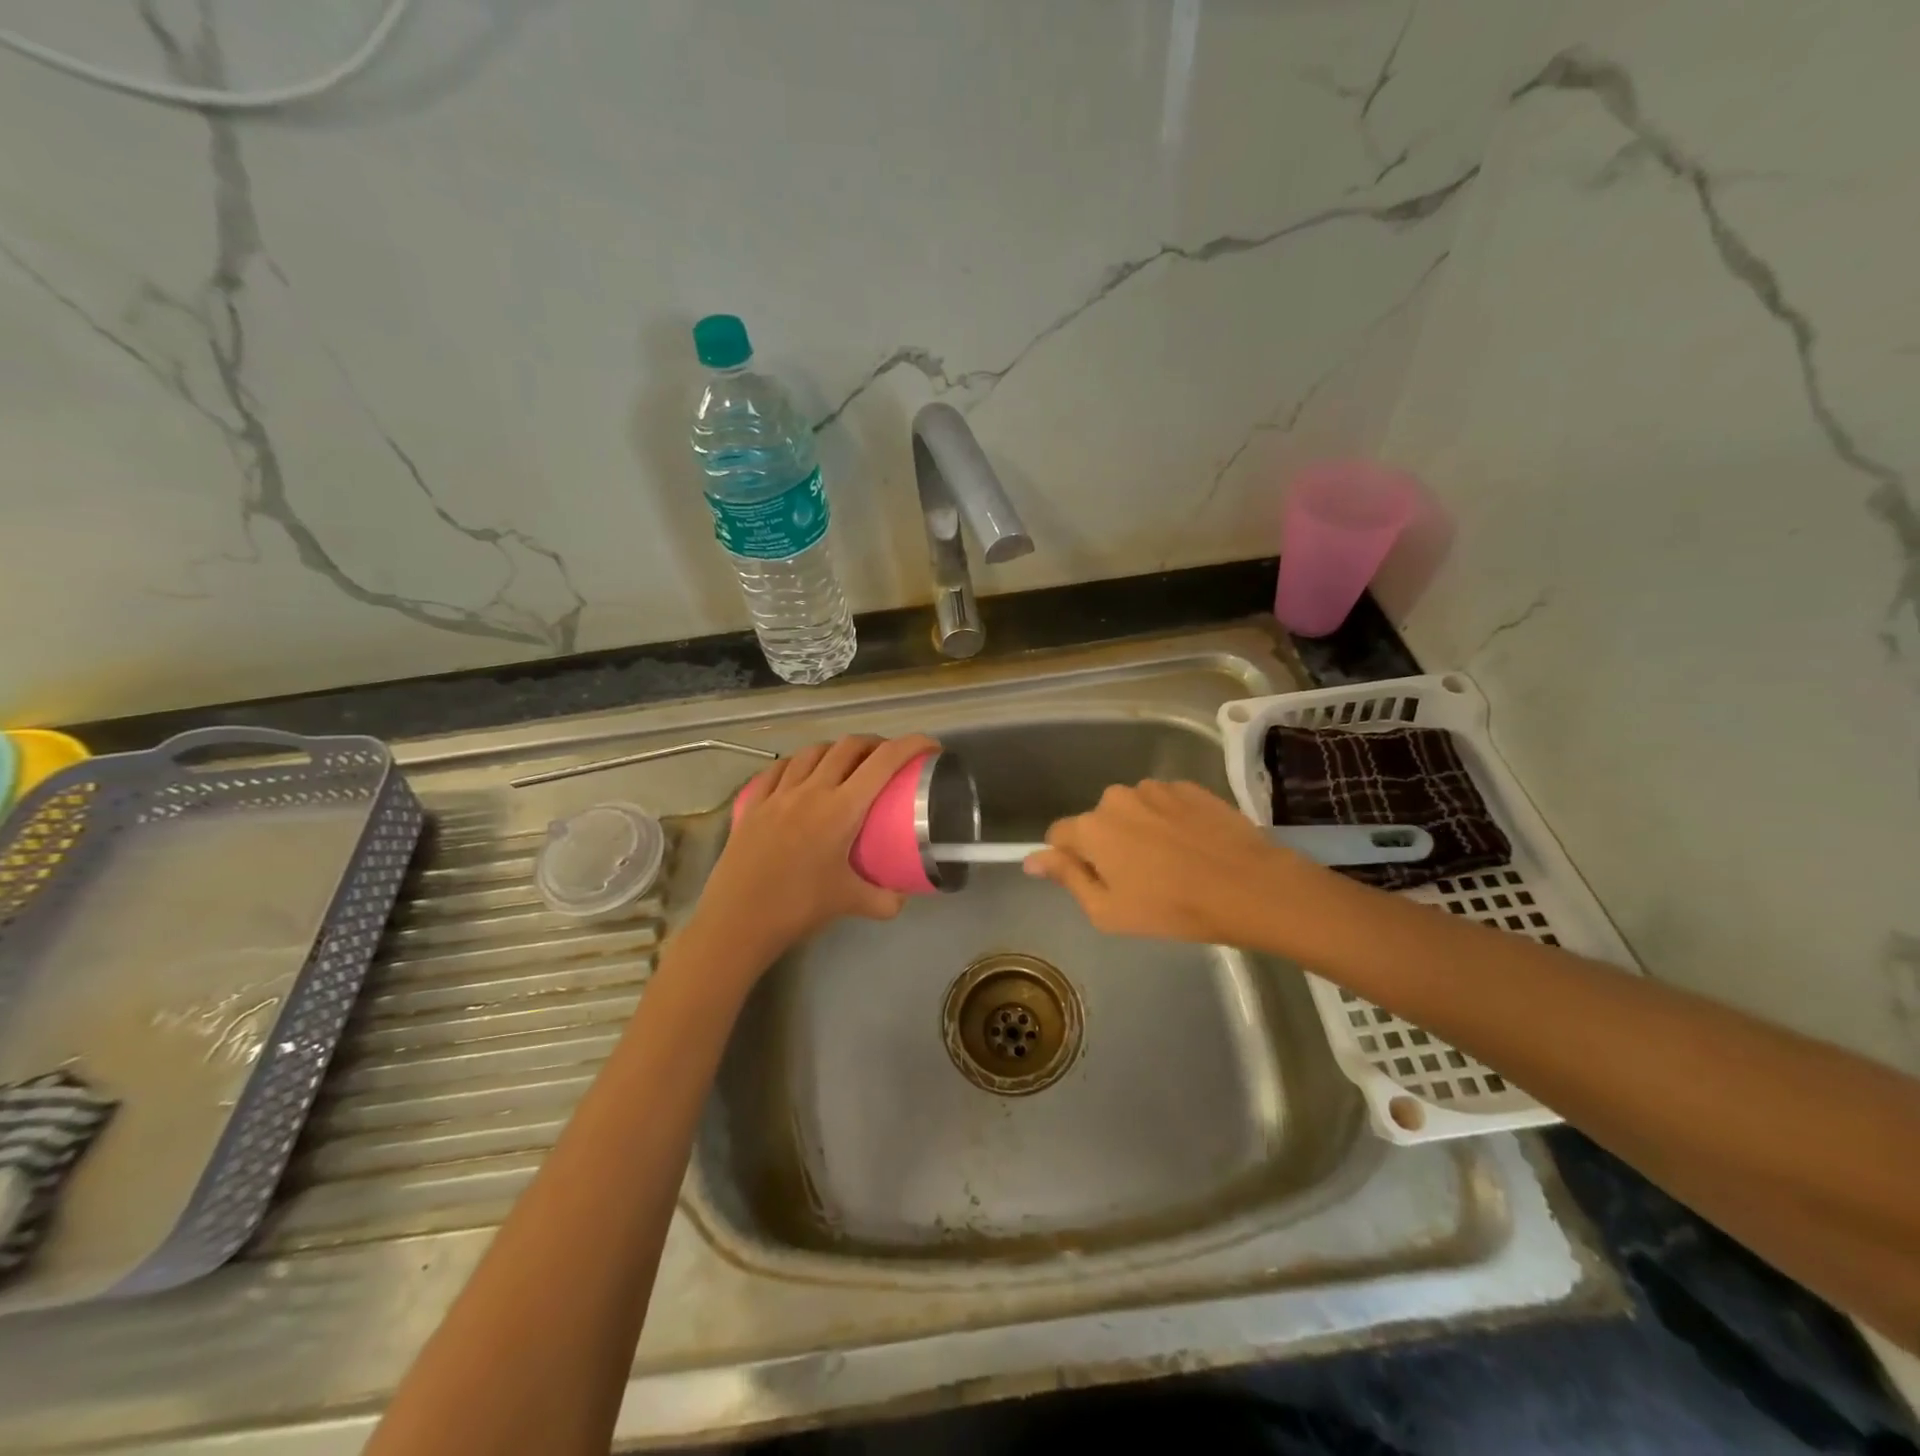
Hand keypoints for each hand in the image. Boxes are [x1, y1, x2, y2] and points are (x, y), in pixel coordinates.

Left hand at [687, 733, 939, 970]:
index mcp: (841, 809)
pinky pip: (779, 768)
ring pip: (813, 752)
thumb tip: (904, 896)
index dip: (912, 745)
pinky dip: (799, 763)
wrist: (737, 921)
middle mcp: (811, 790)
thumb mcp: (851, 904)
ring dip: (837, 750)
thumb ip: (885, 899)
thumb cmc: (798, 908)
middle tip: (888, 758)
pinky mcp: (753, 803)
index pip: (884, 762)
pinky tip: (801, 773)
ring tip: (847, 763)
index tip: (930, 746)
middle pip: (849, 746)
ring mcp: (778, 793)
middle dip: (875, 744)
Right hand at [1024, 779, 1309, 943]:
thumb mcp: (1108, 910)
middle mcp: (1117, 798)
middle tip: (1138, 878)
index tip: (1094, 879)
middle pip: (1098, 821)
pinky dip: (1170, 820)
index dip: (1070, 858)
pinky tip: (1193, 846)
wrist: (1248, 886)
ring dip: (1140, 829)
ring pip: (1133, 810)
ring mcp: (1156, 788)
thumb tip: (1031, 859)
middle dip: (1108, 843)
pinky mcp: (1189, 787)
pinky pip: (1165, 803)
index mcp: (1092, 828)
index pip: (1059, 834)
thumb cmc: (1172, 908)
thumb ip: (1067, 877)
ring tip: (1171, 861)